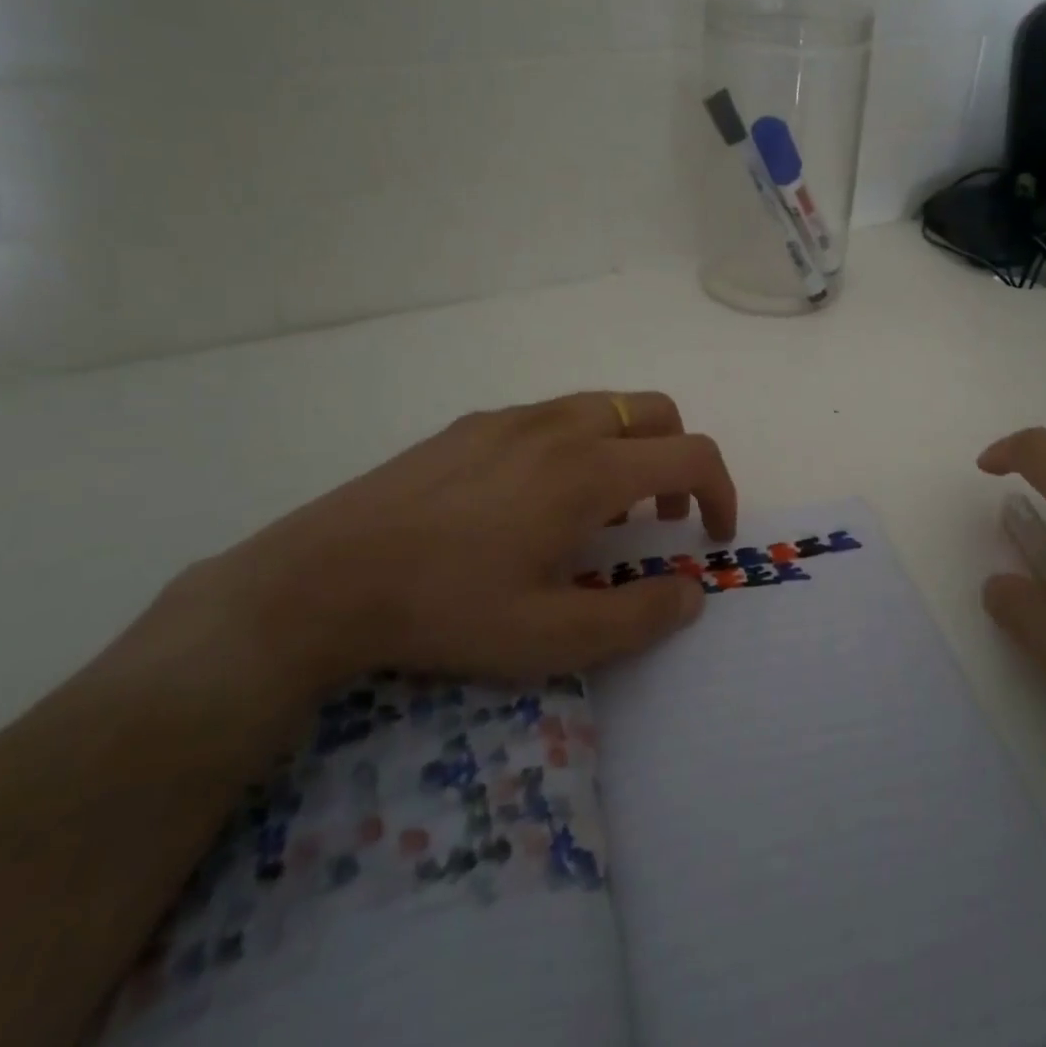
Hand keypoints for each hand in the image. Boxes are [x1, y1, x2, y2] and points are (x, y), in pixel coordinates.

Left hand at [176, 391, 736, 693]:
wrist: (324, 578)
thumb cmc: (447, 609)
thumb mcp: (551, 638)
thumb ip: (638, 616)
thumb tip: (692, 592)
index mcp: (589, 472)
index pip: (692, 456)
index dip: (721, 492)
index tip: (713, 535)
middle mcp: (561, 427)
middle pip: (656, 412)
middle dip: (679, 459)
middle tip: (659, 519)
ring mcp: (513, 418)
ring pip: (605, 407)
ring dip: (629, 449)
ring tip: (598, 512)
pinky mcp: (473, 424)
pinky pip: (553, 417)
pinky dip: (579, 445)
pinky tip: (532, 502)